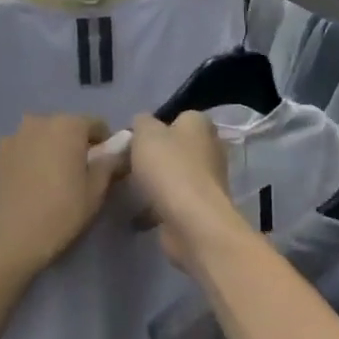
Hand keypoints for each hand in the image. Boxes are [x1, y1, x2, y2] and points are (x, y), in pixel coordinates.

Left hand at [0, 115, 124, 287]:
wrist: (0, 243)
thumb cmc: (57, 216)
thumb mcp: (94, 194)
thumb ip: (108, 164)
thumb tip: (116, 150)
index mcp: (65, 126)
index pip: (95, 124)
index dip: (104, 144)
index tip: (103, 166)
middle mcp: (34, 123)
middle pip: (61, 129)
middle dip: (70, 147)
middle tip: (73, 177)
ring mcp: (4, 139)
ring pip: (33, 141)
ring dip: (42, 155)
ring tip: (42, 187)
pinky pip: (10, 157)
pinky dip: (18, 167)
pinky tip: (17, 193)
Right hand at [127, 113, 234, 271]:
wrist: (191, 221)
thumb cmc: (169, 168)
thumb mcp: (145, 133)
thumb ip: (141, 122)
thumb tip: (143, 124)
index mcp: (200, 124)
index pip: (177, 118)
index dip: (154, 128)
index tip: (133, 142)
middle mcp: (210, 148)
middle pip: (175, 148)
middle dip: (153, 157)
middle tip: (128, 165)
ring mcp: (208, 180)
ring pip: (174, 176)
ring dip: (155, 183)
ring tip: (129, 191)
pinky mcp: (201, 207)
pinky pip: (174, 202)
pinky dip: (157, 207)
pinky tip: (137, 214)